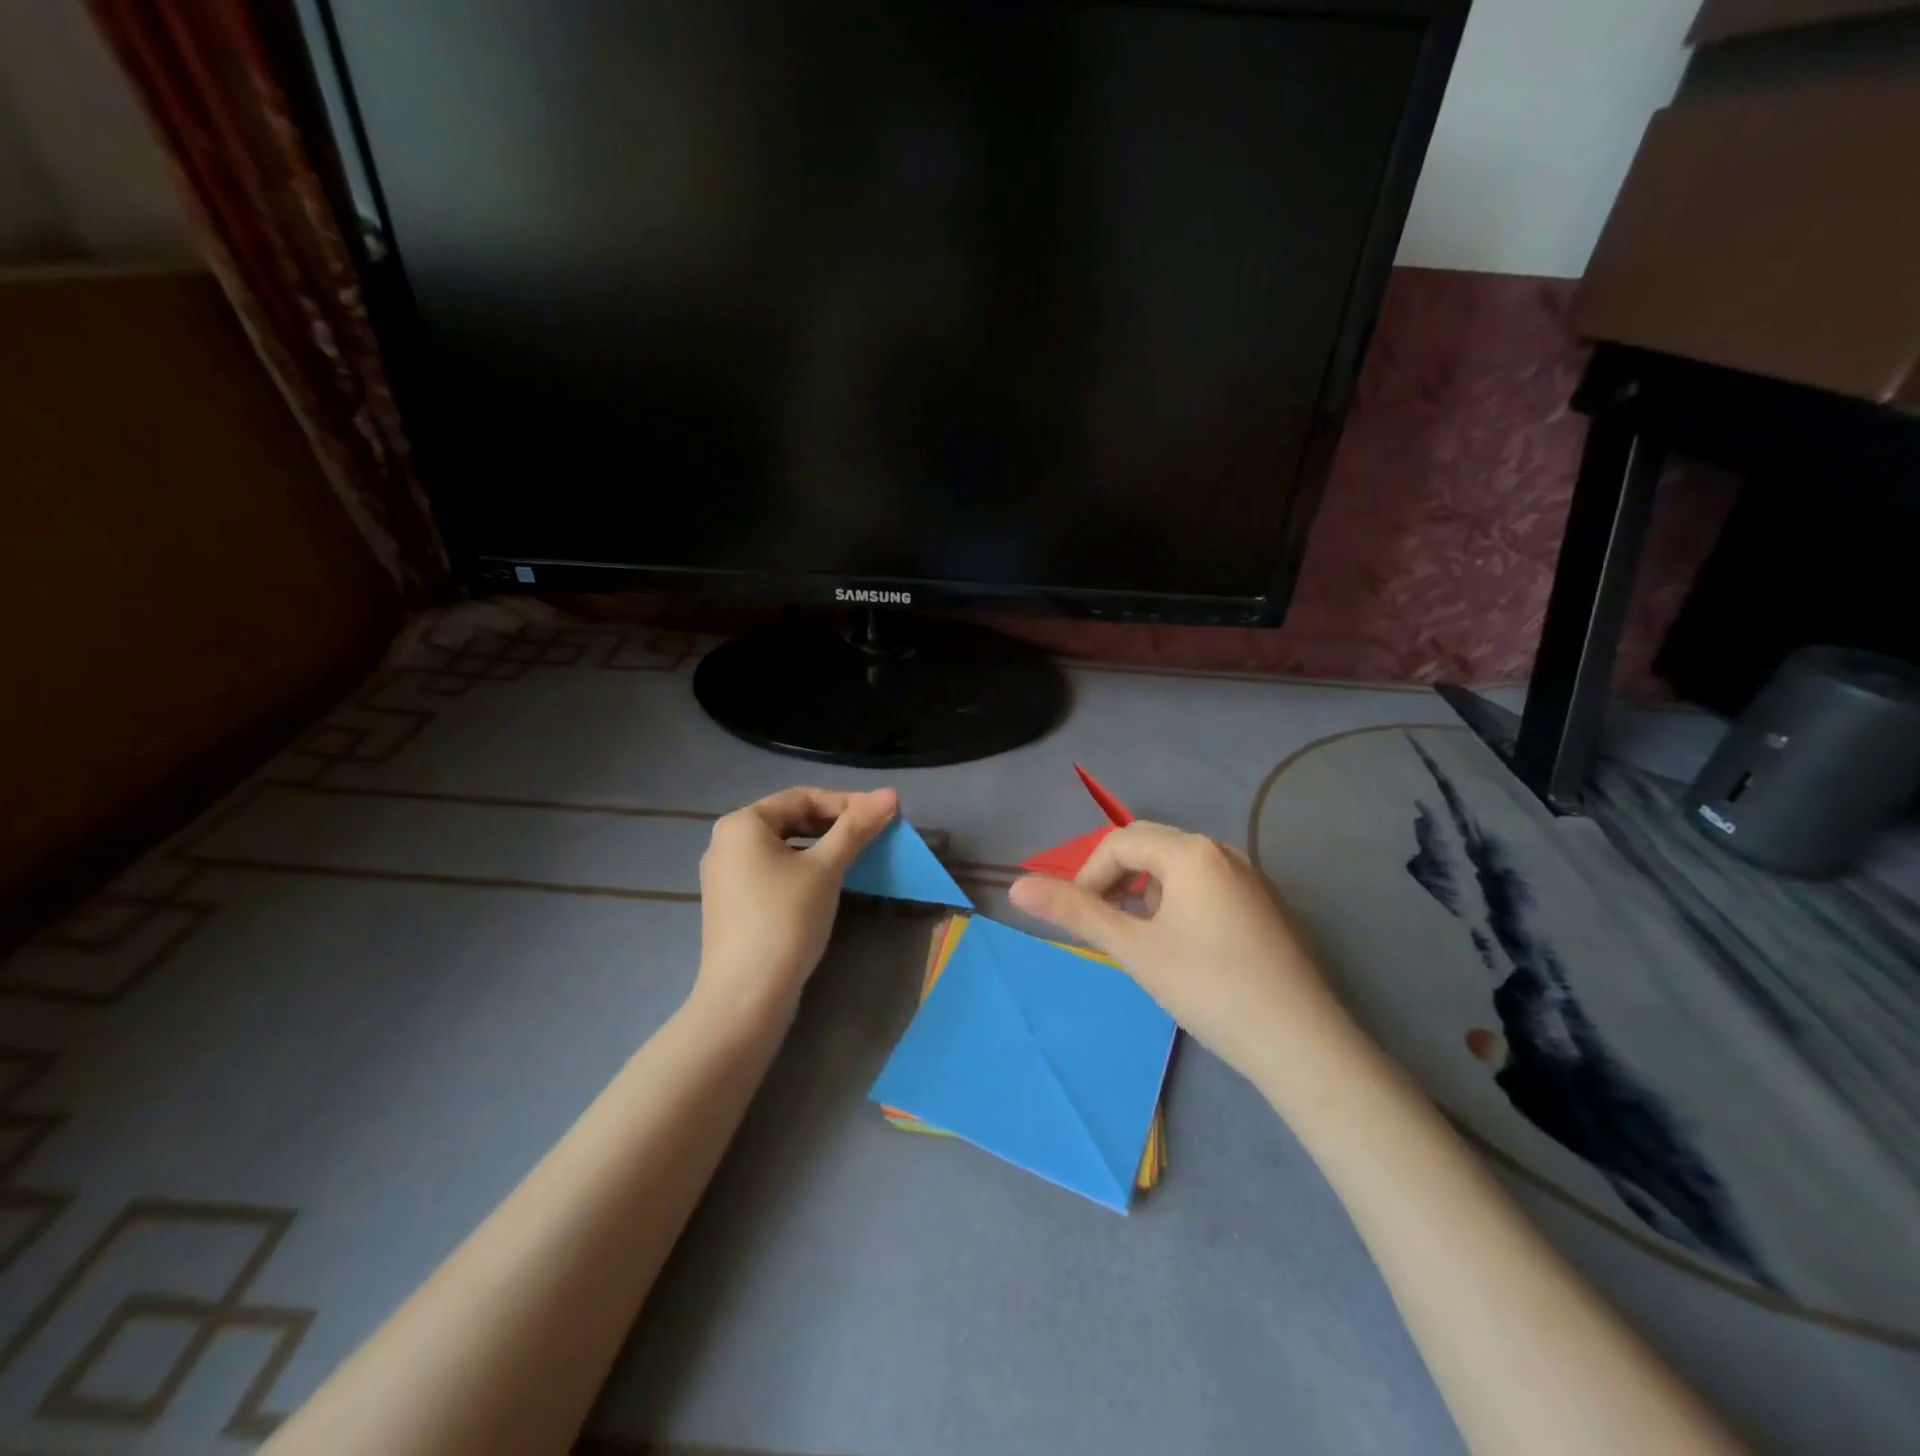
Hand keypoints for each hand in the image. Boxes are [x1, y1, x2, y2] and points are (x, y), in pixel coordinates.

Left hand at [695, 786, 897, 1023]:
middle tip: (871, 836)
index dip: (847, 802)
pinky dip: (801, 869)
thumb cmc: (786, 919)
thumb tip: (890, 794)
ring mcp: (724, 876)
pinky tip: (824, 885)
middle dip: (833, 824)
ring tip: (853, 858)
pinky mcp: (730, 904)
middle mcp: (725, 842)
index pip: (802, 797)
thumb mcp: (826, 868)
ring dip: (819, 847)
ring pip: (781, 847)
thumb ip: (857, 828)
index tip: (883, 815)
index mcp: (742, 824)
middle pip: (789, 819)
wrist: (746, 996)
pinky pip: (771, 871)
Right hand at [1008, 821, 1352, 1085]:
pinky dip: (1178, 903)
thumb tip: (1016, 887)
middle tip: (1104, 926)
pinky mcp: (1265, 906)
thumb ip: (1075, 912)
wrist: (1301, 1045)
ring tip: (1141, 940)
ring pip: (1178, 868)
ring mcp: (1250, 878)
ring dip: (1146, 893)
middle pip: (1150, 846)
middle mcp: (1223, 852)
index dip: (1087, 875)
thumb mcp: (1134, 948)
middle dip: (1116, 881)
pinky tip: (1183, 948)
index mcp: (1192, 852)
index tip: (1079, 919)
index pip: (1119, 842)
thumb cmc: (1208, 988)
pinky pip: (1206, 886)